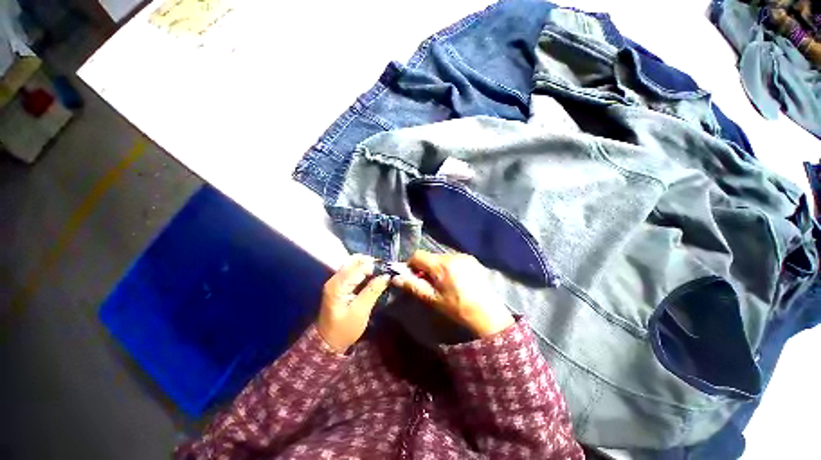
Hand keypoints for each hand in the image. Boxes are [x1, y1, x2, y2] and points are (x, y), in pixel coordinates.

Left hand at [318, 255, 389, 352]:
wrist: (327, 342)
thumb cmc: (344, 329)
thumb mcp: (360, 312)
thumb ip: (372, 291)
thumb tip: (386, 276)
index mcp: (338, 285)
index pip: (359, 267)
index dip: (375, 266)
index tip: (389, 271)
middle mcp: (335, 278)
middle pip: (355, 260)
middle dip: (372, 262)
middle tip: (385, 271)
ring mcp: (336, 280)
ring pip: (354, 263)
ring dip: (369, 265)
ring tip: (381, 273)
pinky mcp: (339, 284)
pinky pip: (353, 270)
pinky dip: (364, 270)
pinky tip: (374, 277)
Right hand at [392, 251, 513, 337]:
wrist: (488, 314)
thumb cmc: (457, 308)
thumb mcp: (432, 299)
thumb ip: (413, 286)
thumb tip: (395, 278)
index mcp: (441, 265)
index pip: (418, 255)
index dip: (411, 264)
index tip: (413, 276)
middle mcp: (453, 255)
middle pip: (430, 256)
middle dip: (425, 267)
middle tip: (428, 282)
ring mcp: (464, 256)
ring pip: (441, 257)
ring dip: (437, 267)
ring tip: (443, 282)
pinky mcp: (472, 260)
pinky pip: (453, 259)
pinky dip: (449, 266)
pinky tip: (455, 280)